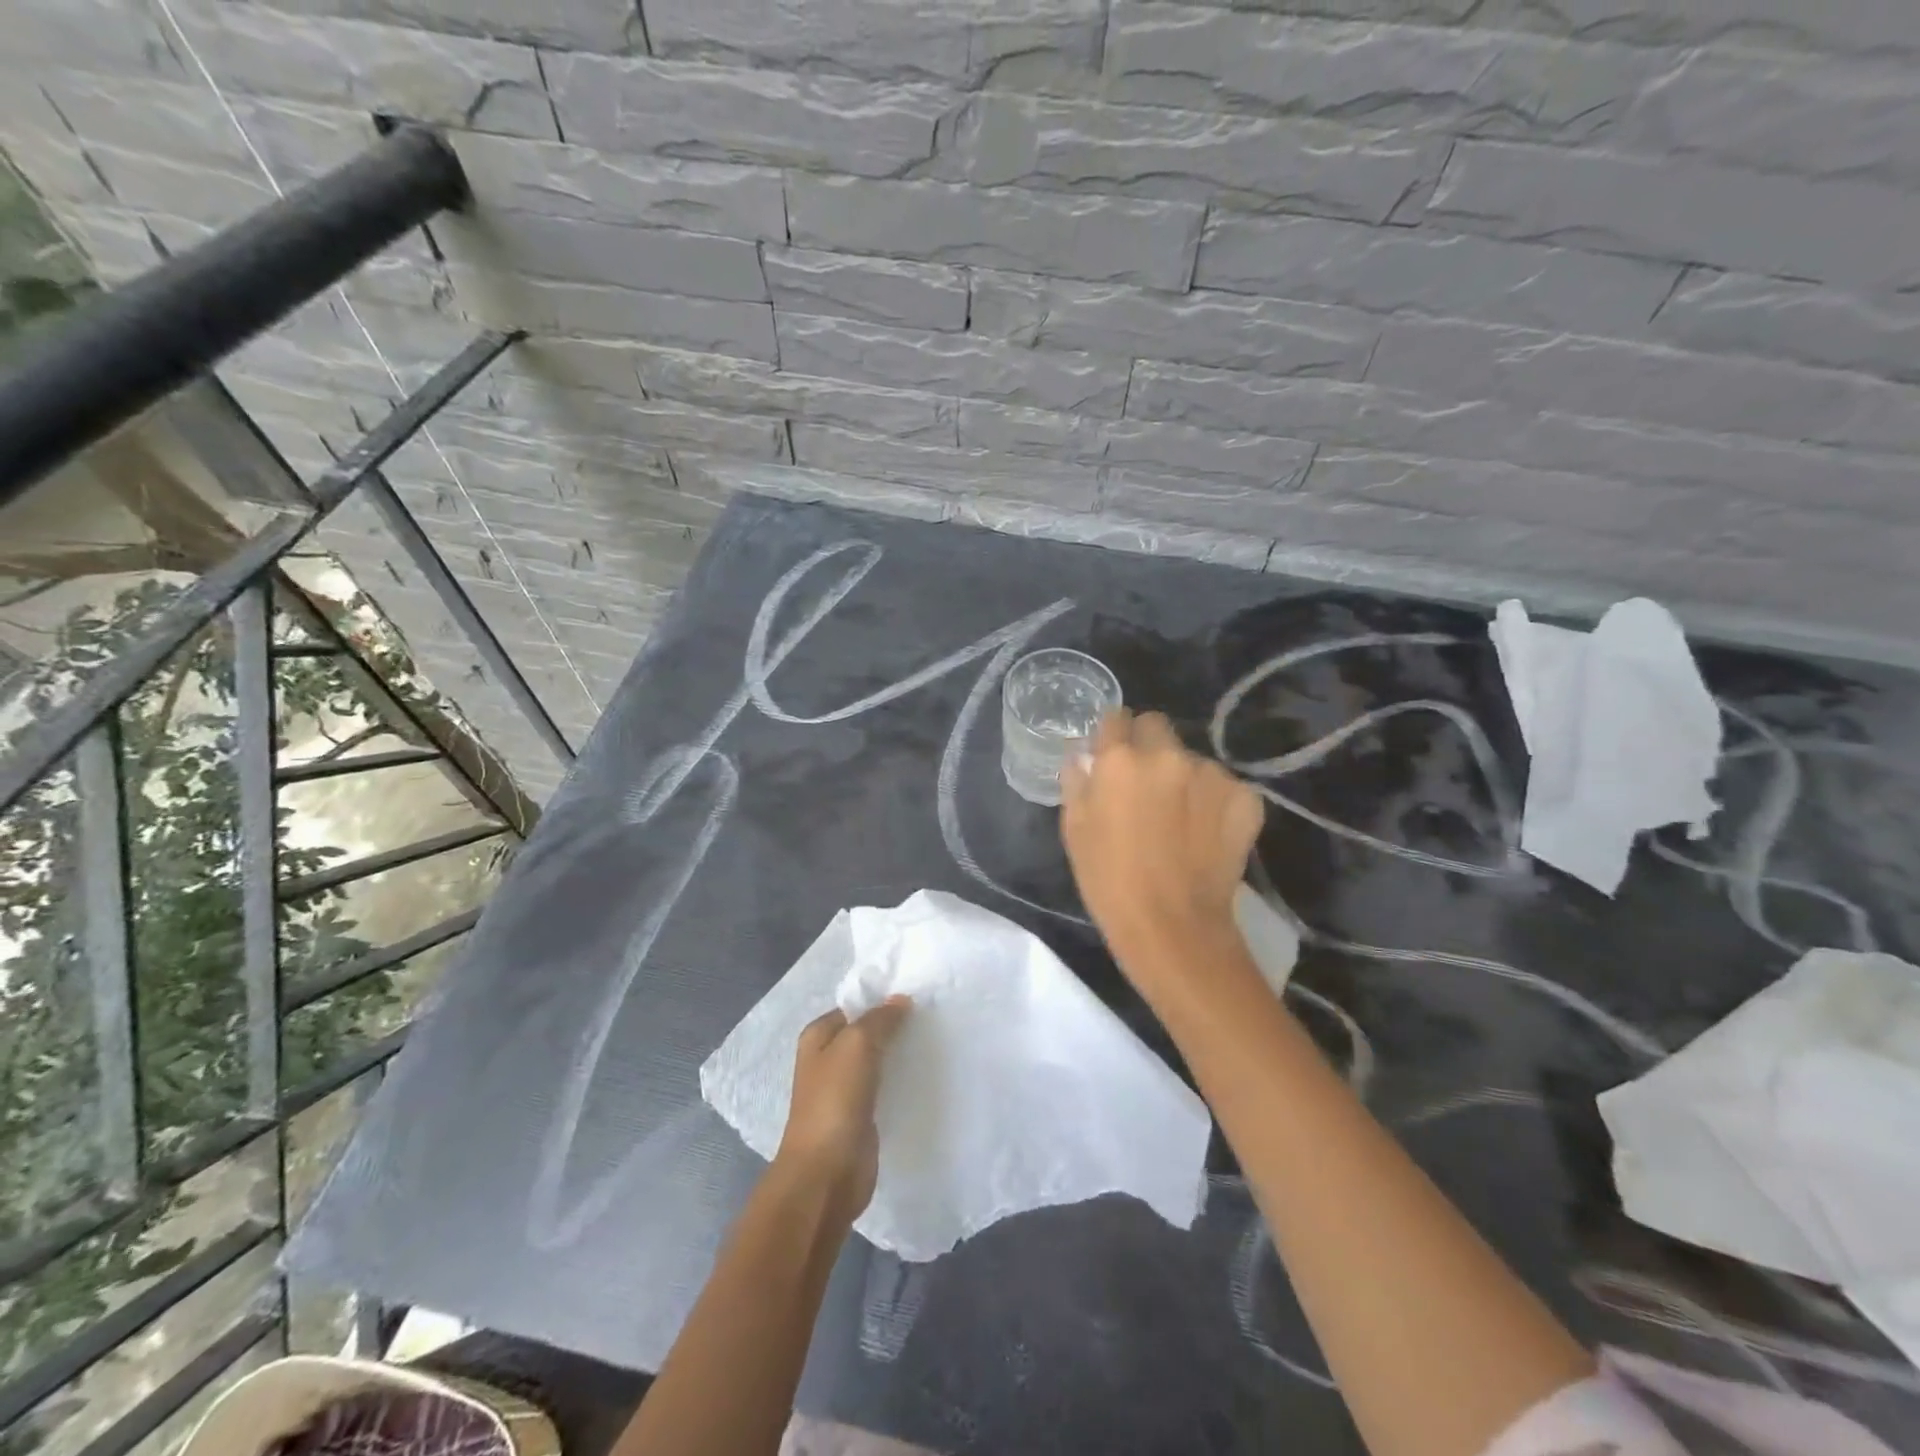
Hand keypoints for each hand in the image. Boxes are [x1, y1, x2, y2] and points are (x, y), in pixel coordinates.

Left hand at [774, 997, 911, 1224]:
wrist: (827, 1173)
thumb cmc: (835, 1100)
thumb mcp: (856, 1045)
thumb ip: (879, 1019)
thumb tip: (901, 999)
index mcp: (818, 1036)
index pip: (855, 1007)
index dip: (882, 1000)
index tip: (918, 995)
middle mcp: (829, 1059)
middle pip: (867, 1033)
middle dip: (895, 1026)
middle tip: (931, 1017)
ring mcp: (845, 1089)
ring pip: (878, 1060)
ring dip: (900, 1054)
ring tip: (935, 1040)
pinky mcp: (862, 1115)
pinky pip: (885, 1087)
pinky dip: (901, 1080)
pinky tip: (926, 1075)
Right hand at [1061, 709, 1263, 980]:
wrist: (1173, 928)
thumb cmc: (1109, 882)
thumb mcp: (1075, 831)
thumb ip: (1077, 782)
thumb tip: (1082, 757)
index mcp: (1120, 760)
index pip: (1115, 717)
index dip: (1112, 736)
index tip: (1112, 756)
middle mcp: (1167, 756)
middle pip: (1157, 726)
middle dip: (1148, 745)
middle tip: (1145, 784)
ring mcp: (1211, 774)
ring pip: (1192, 758)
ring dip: (1183, 776)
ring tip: (1180, 819)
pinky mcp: (1244, 798)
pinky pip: (1223, 786)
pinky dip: (1214, 802)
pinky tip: (1206, 833)